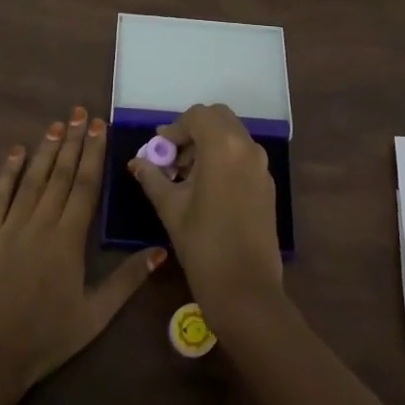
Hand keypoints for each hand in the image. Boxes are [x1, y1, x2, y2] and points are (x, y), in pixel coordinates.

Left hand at [0, 106, 165, 394]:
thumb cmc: (45, 339)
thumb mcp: (94, 316)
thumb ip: (126, 281)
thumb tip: (160, 251)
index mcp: (68, 240)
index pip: (84, 186)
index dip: (92, 154)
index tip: (98, 126)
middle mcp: (39, 224)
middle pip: (59, 174)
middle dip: (71, 141)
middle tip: (79, 112)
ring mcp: (8, 227)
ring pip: (31, 179)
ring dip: (44, 150)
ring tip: (56, 124)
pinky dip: (7, 172)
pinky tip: (15, 152)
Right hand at [129, 103, 282, 321]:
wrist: (245, 288)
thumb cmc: (203, 244)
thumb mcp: (170, 207)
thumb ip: (153, 178)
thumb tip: (137, 162)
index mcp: (223, 147)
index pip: (198, 115)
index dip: (175, 128)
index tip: (159, 151)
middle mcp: (248, 148)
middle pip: (219, 118)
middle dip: (194, 131)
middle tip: (173, 158)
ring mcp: (262, 166)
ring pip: (233, 136)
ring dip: (209, 144)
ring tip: (186, 176)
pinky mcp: (267, 185)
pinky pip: (243, 156)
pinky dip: (224, 158)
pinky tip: (207, 189)